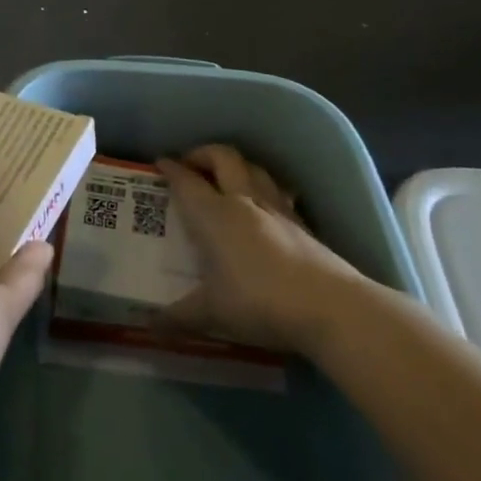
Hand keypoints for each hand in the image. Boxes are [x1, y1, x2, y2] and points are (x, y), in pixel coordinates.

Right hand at [157, 144, 363, 354]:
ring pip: (254, 167)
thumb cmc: (259, 302)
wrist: (329, 306)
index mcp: (214, 215)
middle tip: (190, 164)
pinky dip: (262, 187)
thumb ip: (179, 316)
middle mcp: (243, 201)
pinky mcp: (302, 222)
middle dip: (203, 154)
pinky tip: (262, 204)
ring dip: (235, 164)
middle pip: (223, 157)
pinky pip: (277, 190)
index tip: (160, 163)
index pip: (187, 181)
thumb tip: (150, 326)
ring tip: (225, 177)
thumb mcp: (212, 313)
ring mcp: (277, 209)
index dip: (171, 169)